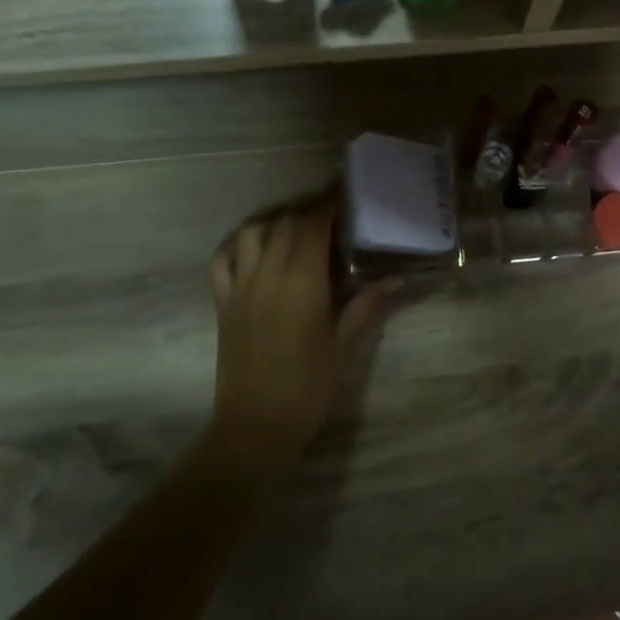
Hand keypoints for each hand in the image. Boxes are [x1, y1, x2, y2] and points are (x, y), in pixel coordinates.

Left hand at [208, 192, 396, 469]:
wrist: (256, 425)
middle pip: (285, 224)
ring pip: (252, 233)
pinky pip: (222, 260)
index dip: (328, 204)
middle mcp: (267, 275)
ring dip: (275, 223)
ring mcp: (240, 287)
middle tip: (331, 215)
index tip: (345, 194)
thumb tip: (397, 279)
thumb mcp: (344, 346)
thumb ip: (367, 305)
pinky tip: (255, 250)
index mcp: (301, 283)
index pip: (312, 226)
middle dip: (308, 212)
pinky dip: (238, 245)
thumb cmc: (308, 387)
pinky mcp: (223, 303)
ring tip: (295, 231)